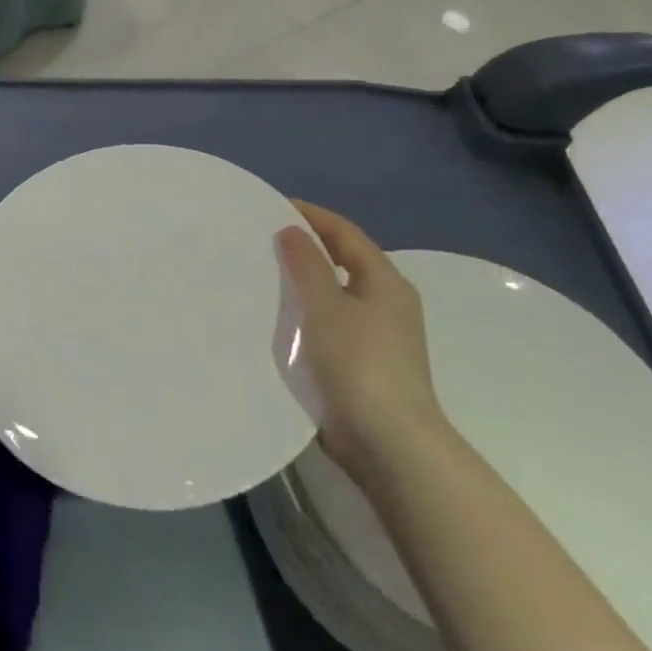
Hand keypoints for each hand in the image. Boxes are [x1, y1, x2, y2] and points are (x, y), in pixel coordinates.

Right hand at [278, 202, 450, 483]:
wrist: (389, 443)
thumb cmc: (359, 364)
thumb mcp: (326, 306)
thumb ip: (307, 265)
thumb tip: (292, 231)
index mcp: (386, 282)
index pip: (345, 234)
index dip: (311, 215)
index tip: (272, 206)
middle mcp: (387, 303)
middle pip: (343, 261)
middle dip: (306, 247)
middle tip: (262, 240)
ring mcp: (379, 336)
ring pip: (336, 294)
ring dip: (304, 282)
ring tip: (263, 274)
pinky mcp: (364, 364)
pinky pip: (330, 323)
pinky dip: (307, 313)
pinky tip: (280, 318)